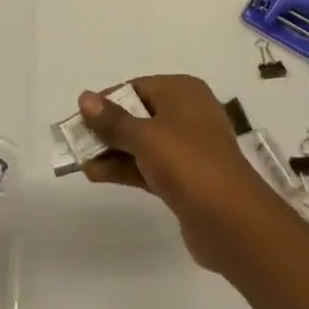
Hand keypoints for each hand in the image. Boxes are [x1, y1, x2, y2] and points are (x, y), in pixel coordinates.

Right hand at [78, 74, 288, 274]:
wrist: (232, 221)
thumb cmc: (188, 163)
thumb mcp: (145, 136)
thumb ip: (113, 120)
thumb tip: (85, 97)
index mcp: (183, 92)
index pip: (136, 87)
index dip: (106, 101)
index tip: (79, 118)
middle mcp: (187, 114)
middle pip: (138, 114)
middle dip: (107, 129)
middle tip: (75, 142)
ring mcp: (188, 148)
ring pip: (142, 143)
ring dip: (112, 151)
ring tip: (80, 162)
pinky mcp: (186, 178)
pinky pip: (149, 165)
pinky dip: (126, 168)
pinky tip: (97, 175)